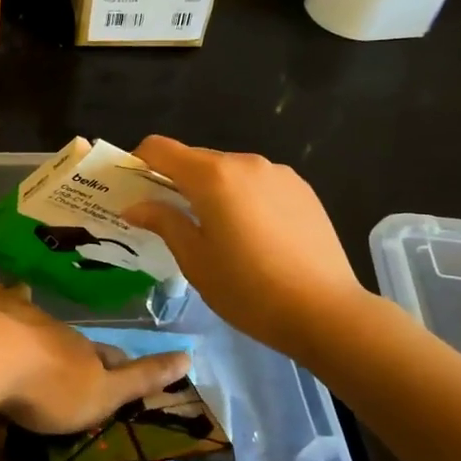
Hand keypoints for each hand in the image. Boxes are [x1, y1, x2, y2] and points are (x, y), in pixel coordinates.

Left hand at [0, 284, 189, 434]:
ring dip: (35, 324)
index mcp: (83, 350)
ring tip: (32, 337)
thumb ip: (139, 378)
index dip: (116, 362)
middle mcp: (55, 325)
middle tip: (70, 356)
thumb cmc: (48, 386)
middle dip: (72, 345)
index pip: (108, 355)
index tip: (121, 363)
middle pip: (69, 336)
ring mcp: (18, 312)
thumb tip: (189, 355)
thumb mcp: (102, 394)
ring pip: (33, 315)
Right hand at [122, 136, 371, 357]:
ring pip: (229, 172)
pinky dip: (243, 198)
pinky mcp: (302, 189)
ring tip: (218, 233)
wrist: (326, 312)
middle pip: (196, 159)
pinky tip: (254, 236)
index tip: (133, 188)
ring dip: (212, 191)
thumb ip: (163, 221)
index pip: (161, 148)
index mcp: (212, 176)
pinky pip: (258, 183)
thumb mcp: (194, 260)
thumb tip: (135, 205)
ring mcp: (278, 173)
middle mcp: (245, 163)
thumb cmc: (248, 289)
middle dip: (176, 181)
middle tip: (170, 219)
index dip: (140, 161)